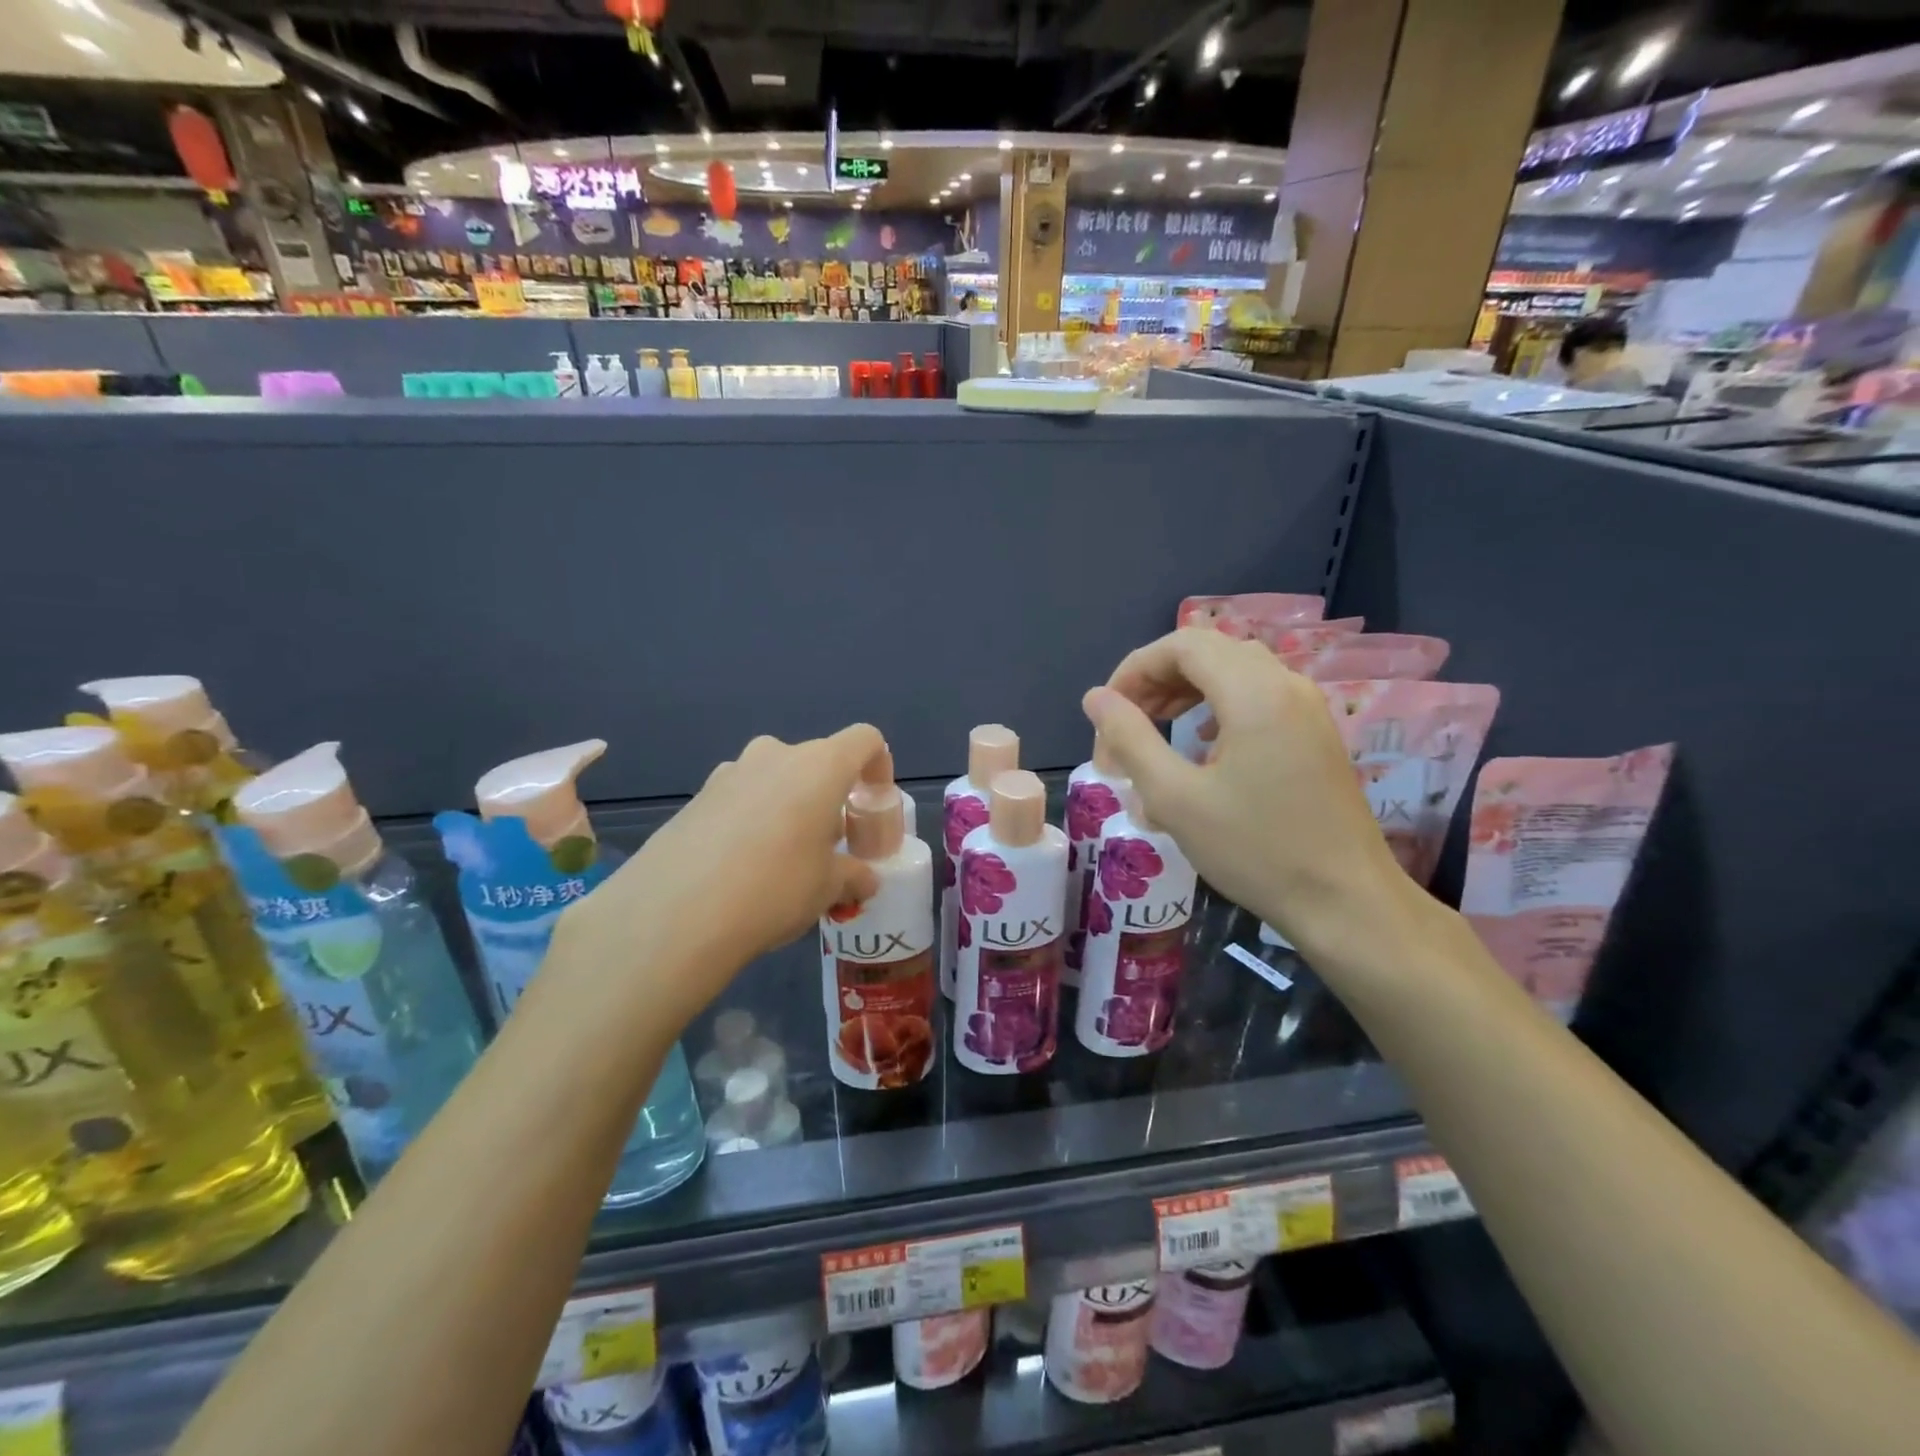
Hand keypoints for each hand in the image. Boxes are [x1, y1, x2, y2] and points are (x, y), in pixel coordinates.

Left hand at [554, 725, 884, 1030]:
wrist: (674, 913)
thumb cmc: (775, 888)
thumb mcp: (828, 888)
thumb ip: (853, 876)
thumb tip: (864, 881)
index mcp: (820, 766)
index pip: (865, 740)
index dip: (879, 766)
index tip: (873, 804)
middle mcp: (775, 755)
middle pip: (817, 762)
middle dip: (830, 796)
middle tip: (829, 844)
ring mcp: (729, 772)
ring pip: (775, 779)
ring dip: (789, 807)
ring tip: (783, 860)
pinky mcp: (695, 797)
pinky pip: (740, 798)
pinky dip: (752, 820)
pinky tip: (741, 868)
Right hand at [1083, 629, 1410, 953]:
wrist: (1347, 903)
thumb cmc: (1256, 851)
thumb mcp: (1175, 798)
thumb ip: (1130, 739)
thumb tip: (1095, 698)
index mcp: (1254, 692)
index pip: (1182, 645)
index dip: (1134, 669)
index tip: (1106, 713)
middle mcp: (1286, 685)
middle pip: (1209, 651)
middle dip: (1157, 679)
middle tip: (1124, 723)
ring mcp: (1308, 708)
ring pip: (1235, 670)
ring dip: (1186, 690)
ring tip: (1154, 727)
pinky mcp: (1316, 734)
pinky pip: (1259, 695)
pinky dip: (1218, 705)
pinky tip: (1203, 744)